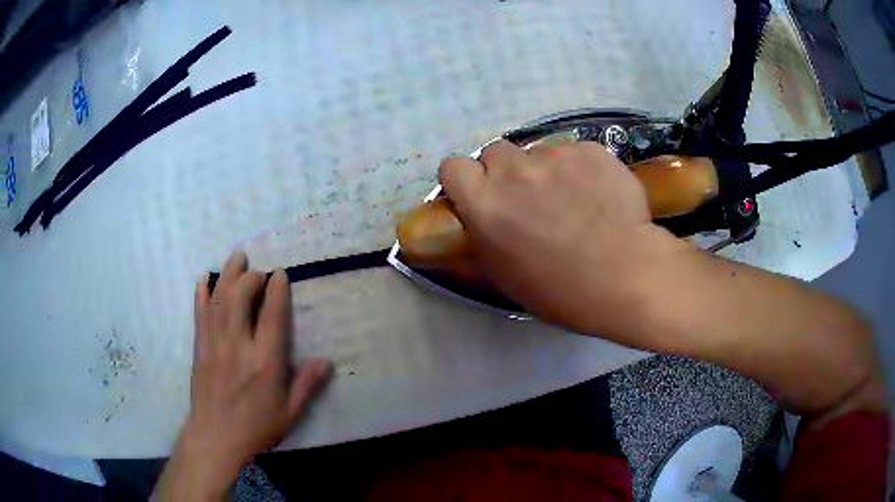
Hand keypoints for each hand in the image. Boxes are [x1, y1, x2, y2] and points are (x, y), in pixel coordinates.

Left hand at [155, 252, 330, 499]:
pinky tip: (203, 279)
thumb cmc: (256, 427)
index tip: (280, 274)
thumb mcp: (290, 413)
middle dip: (250, 277)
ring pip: (219, 301)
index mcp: (265, 363)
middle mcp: (238, 347)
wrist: (216, 437)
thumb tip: (327, 361)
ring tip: (237, 258)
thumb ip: (306, 385)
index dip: (277, 291)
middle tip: (259, 270)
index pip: (272, 317)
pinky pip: (199, 315)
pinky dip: (201, 294)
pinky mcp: (199, 348)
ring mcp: (215, 345)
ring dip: (228, 275)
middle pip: (240, 299)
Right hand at [440, 140, 688, 333]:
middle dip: (506, 171)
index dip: (466, 179)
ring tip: (573, 199)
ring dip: (546, 171)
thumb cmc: (562, 291)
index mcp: (485, 204)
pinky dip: (581, 169)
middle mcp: (513, 171)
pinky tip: (599, 195)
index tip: (481, 193)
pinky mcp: (589, 150)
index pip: (453, 167)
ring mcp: (554, 156)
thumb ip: (483, 235)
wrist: (626, 276)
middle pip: (495, 152)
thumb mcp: (505, 275)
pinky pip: (574, 153)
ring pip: (538, 152)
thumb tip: (479, 218)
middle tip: (528, 197)